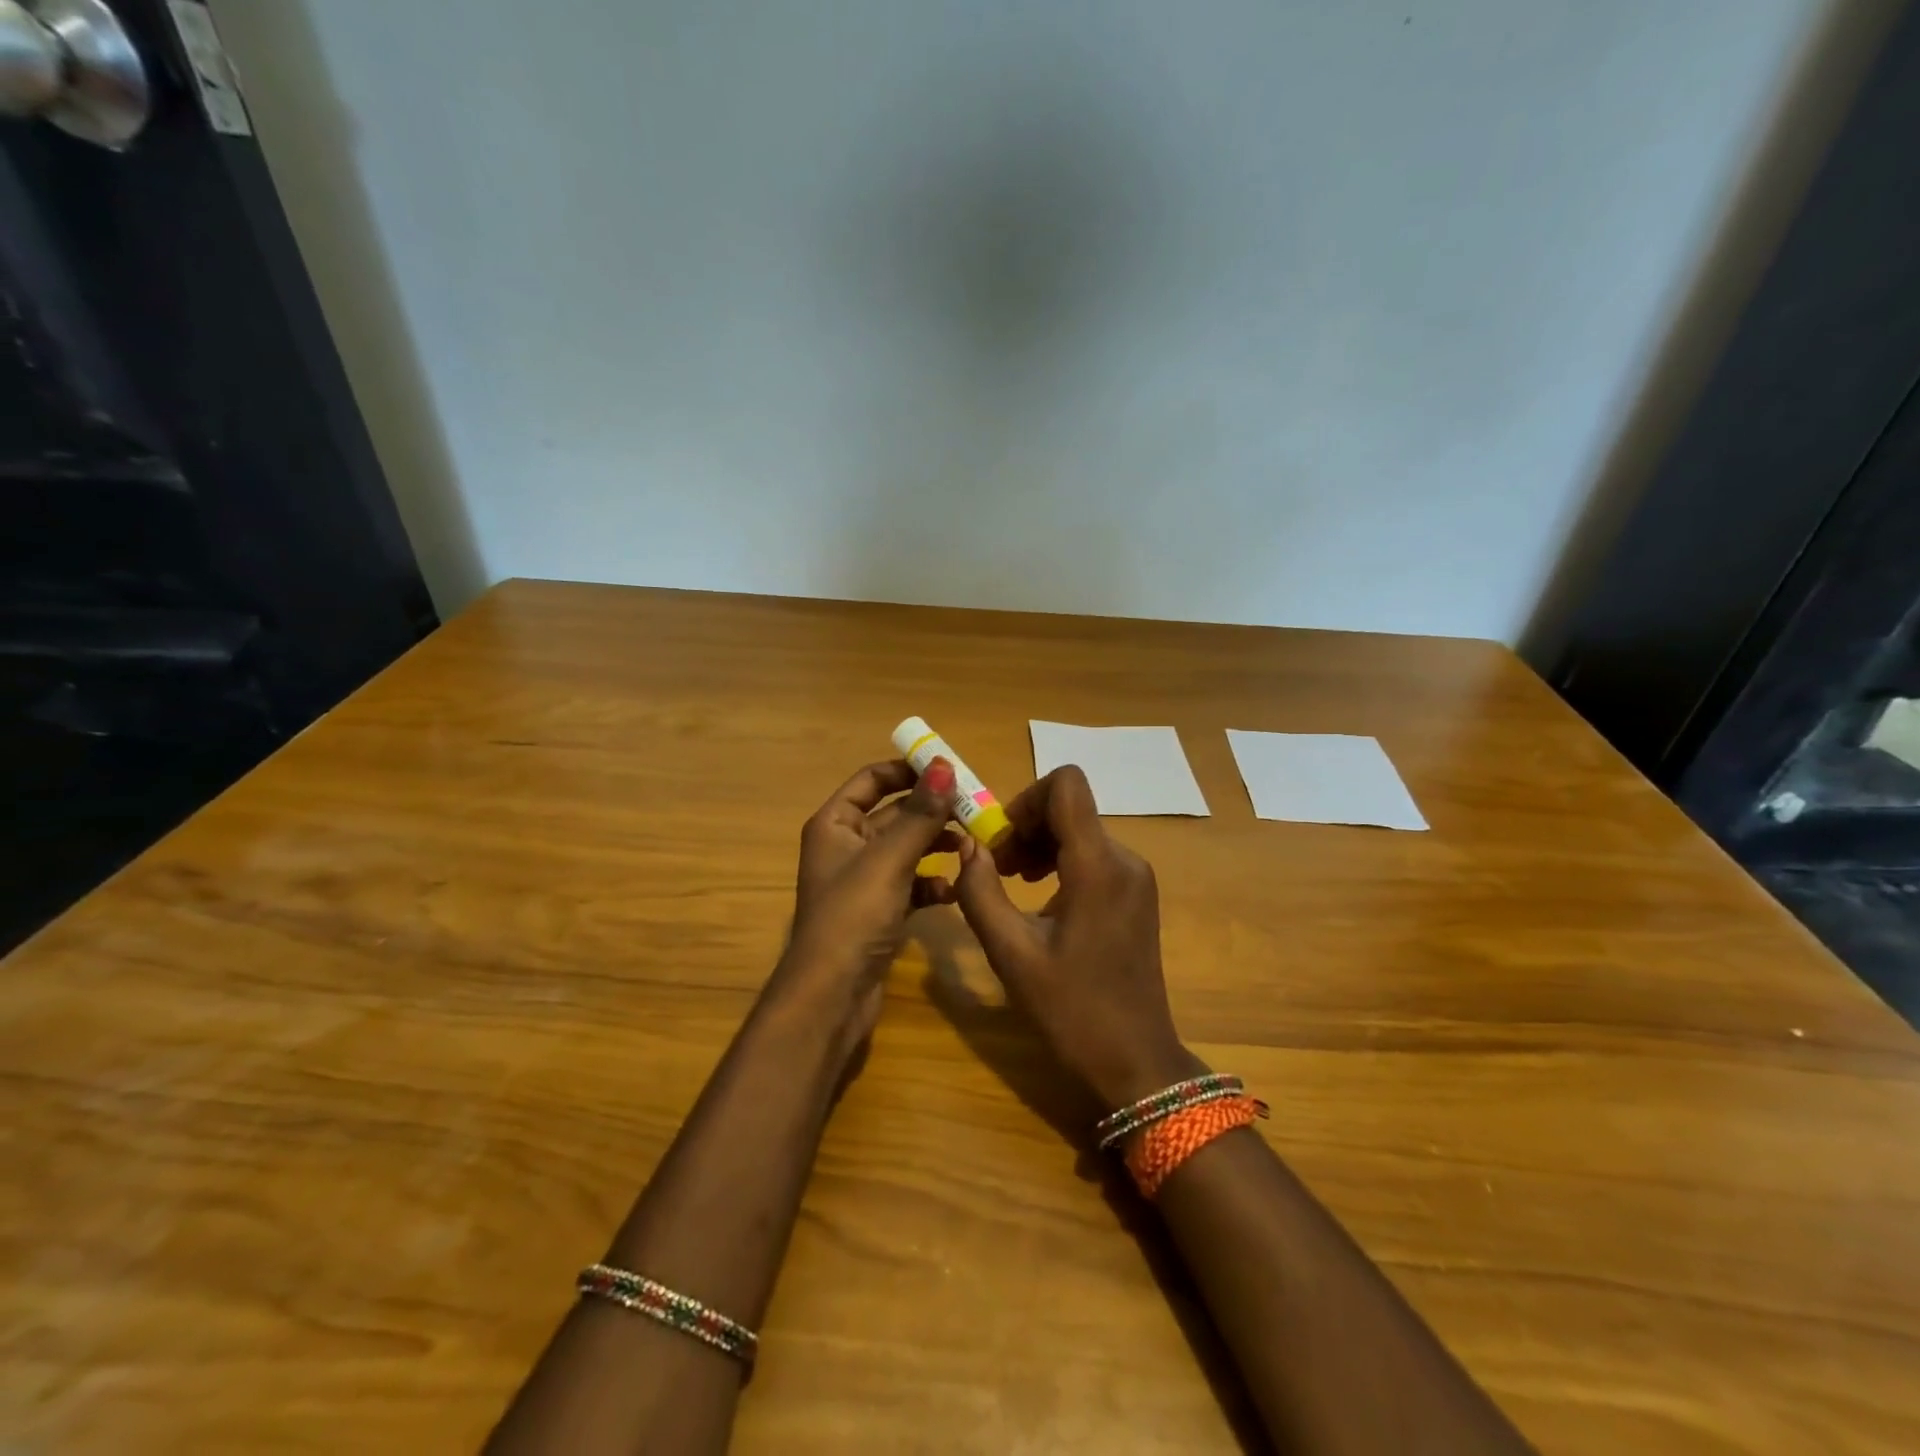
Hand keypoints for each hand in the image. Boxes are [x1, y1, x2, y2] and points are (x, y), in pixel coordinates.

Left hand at [772, 757, 959, 1046]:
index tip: (952, 768)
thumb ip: (920, 814)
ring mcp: (863, 880)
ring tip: (973, 845)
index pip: (873, 779)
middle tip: (976, 808)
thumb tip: (945, 766)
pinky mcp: (879, 910)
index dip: (909, 770)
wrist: (831, 997)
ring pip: (907, 849)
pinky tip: (954, 891)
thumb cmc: (853, 917)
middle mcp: (846, 845)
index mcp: (835, 823)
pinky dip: (932, 884)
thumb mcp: (889, 860)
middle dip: (933, 810)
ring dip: (937, 845)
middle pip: (895, 813)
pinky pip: (911, 884)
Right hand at [953, 764, 1199, 1110]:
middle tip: (997, 870)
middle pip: (1070, 806)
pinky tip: (1043, 900)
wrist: (1136, 1062)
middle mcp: (1124, 859)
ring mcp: (1136, 876)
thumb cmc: (1072, 1012)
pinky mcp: (1137, 893)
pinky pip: (1094, 854)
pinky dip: (1062, 862)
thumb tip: (969, 845)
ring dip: (1041, 844)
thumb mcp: (1011, 954)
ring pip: (1080, 829)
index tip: (1001, 840)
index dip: (1025, 798)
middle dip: (1026, 827)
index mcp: (1098, 866)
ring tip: (1014, 885)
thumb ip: (981, 892)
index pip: (1066, 785)